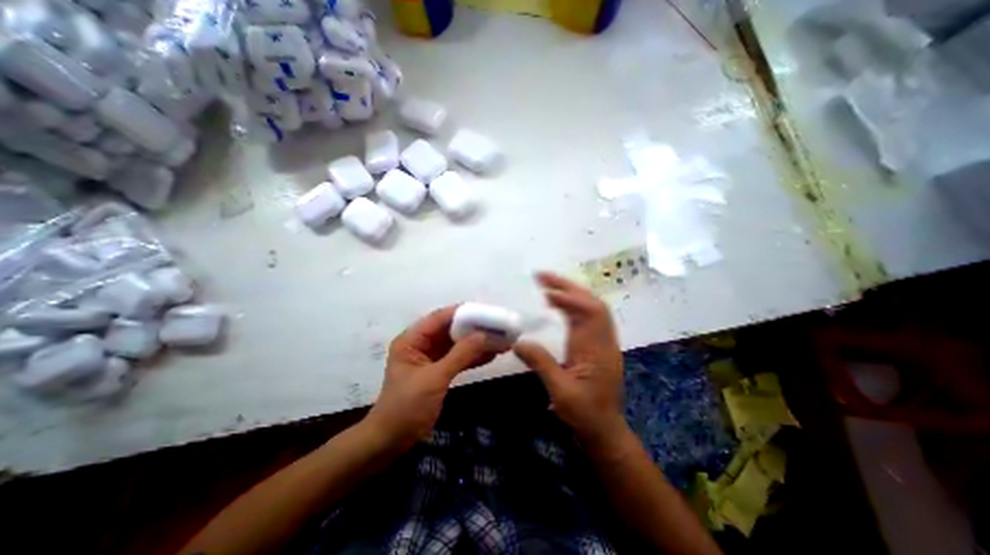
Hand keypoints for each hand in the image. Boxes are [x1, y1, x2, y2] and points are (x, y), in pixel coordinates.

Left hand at [364, 305, 503, 453]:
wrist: (391, 442)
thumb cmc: (406, 407)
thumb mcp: (434, 378)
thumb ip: (460, 355)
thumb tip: (484, 335)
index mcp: (412, 339)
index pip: (440, 318)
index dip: (463, 313)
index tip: (487, 312)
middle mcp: (421, 344)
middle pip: (451, 329)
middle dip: (474, 328)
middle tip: (498, 327)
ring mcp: (431, 358)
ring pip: (457, 344)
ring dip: (477, 343)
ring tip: (501, 339)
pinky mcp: (439, 371)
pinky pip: (458, 358)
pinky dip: (473, 357)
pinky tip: (492, 355)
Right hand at [511, 274, 624, 450]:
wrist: (605, 430)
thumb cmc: (584, 414)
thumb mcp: (560, 392)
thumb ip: (541, 364)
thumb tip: (518, 342)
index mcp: (597, 350)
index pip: (590, 313)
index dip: (570, 298)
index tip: (547, 292)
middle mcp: (603, 341)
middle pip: (592, 303)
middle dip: (569, 287)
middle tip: (543, 277)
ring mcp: (603, 342)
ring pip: (592, 308)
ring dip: (571, 292)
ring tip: (548, 284)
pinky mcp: (598, 346)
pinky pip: (588, 317)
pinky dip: (573, 305)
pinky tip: (559, 304)